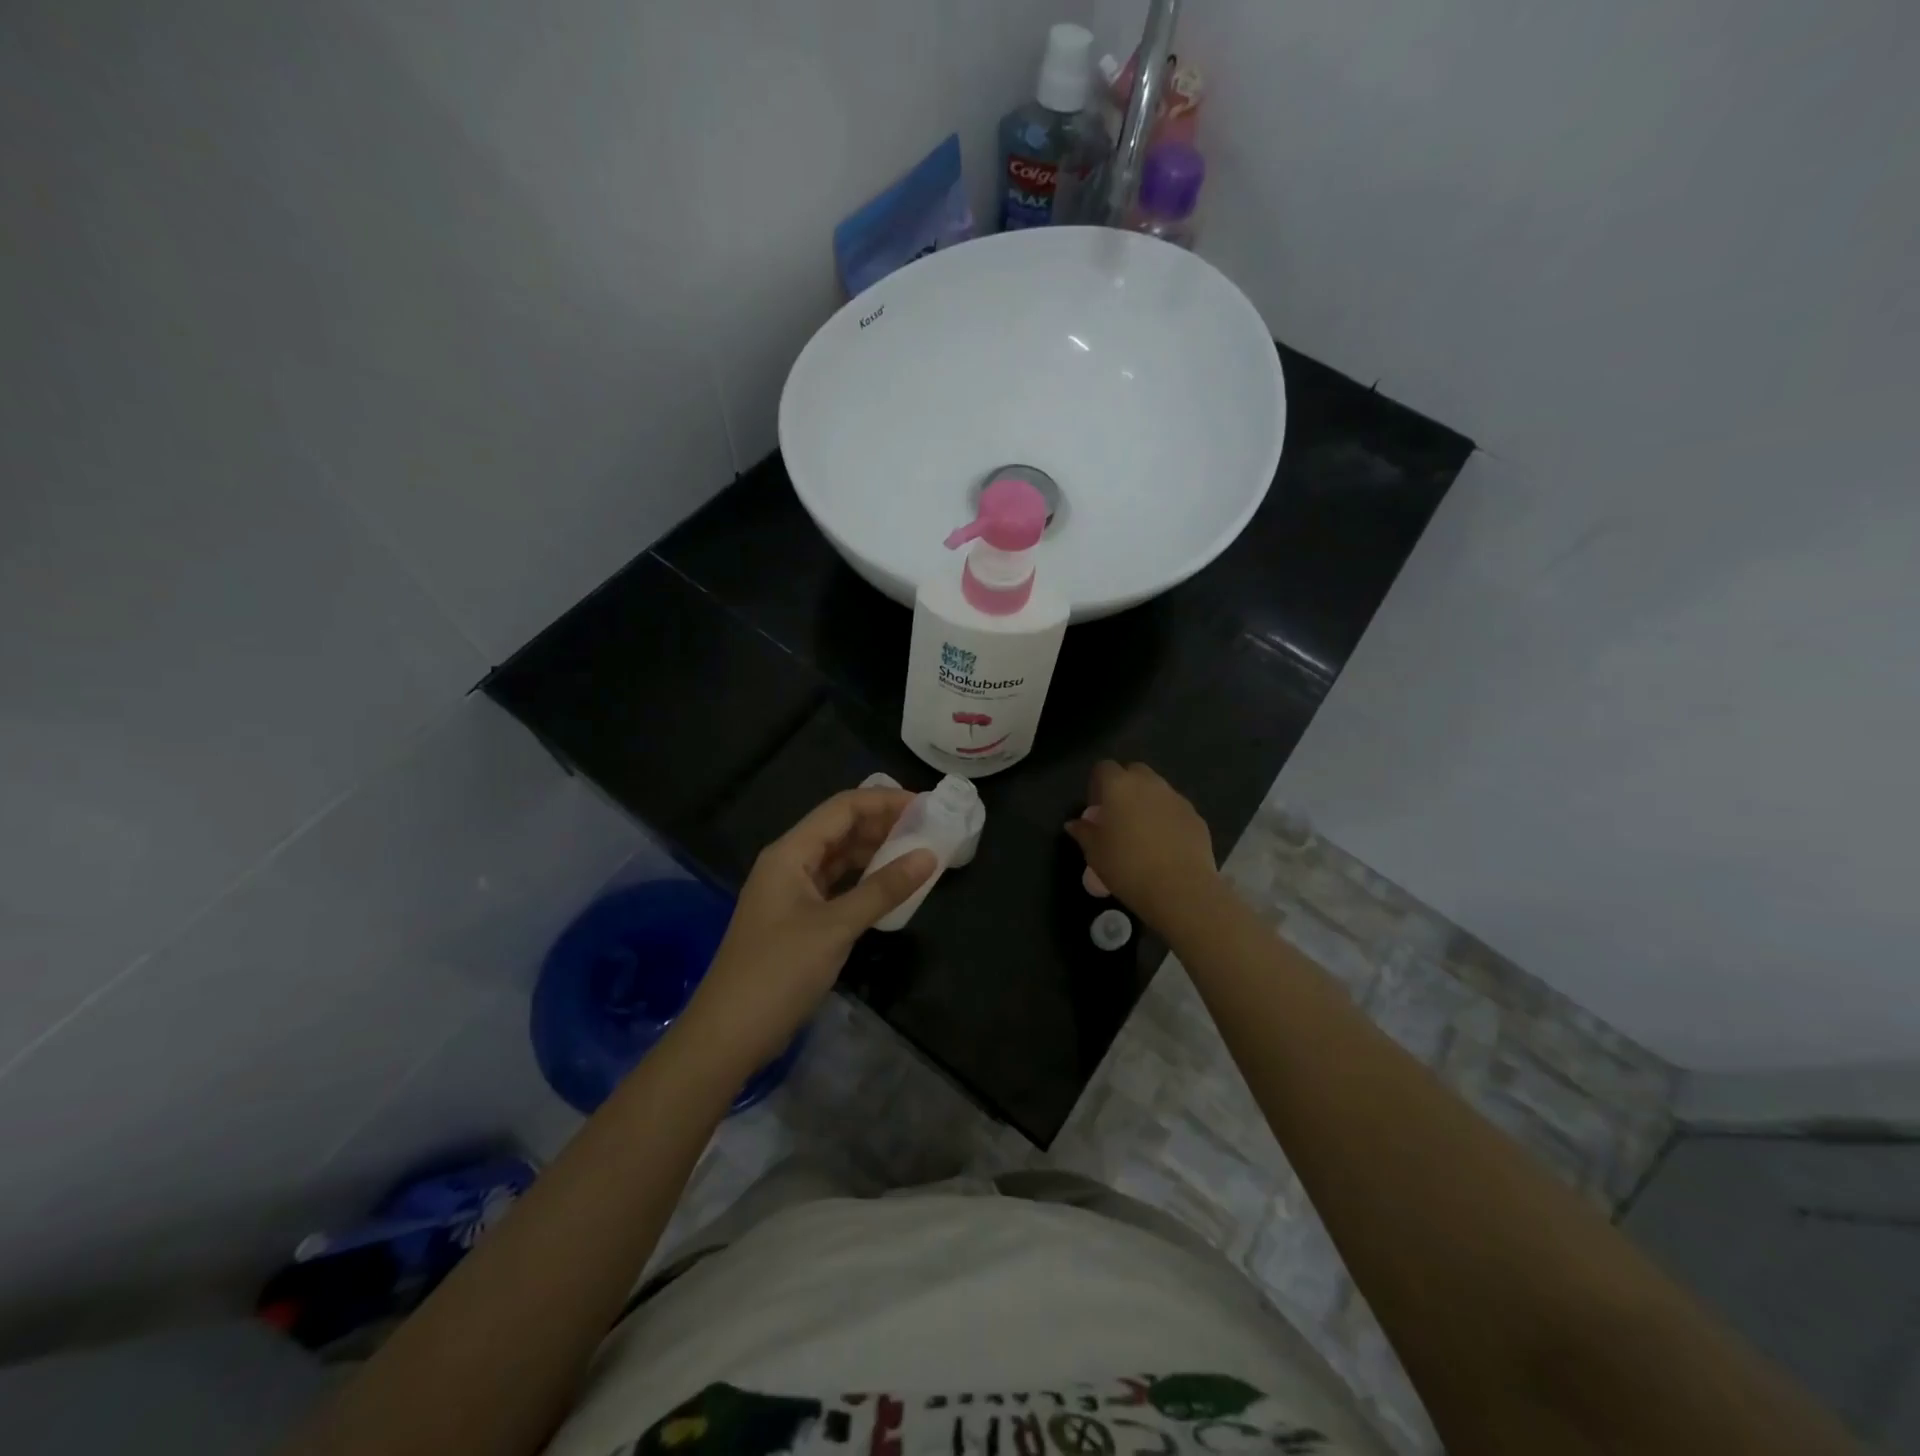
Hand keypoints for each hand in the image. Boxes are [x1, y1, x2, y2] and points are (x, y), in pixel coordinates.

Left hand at [680, 788, 935, 1066]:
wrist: (728, 1035)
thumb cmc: (778, 972)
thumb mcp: (836, 927)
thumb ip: (883, 889)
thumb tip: (928, 856)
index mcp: (790, 853)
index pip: (842, 808)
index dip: (884, 801)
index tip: (927, 805)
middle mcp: (789, 863)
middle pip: (841, 829)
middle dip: (883, 825)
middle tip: (930, 829)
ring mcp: (791, 892)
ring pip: (840, 858)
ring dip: (876, 853)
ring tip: (919, 853)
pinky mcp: (798, 919)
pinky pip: (837, 886)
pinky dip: (864, 882)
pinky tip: (892, 887)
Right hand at [1066, 760, 1218, 932]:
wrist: (1180, 889)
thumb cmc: (1127, 867)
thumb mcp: (1094, 853)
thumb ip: (1083, 832)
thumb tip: (1074, 824)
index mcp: (1119, 786)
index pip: (1104, 768)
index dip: (1097, 784)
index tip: (1096, 809)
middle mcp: (1149, 783)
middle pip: (1134, 772)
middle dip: (1125, 787)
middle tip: (1119, 816)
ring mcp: (1176, 798)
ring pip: (1158, 790)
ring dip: (1148, 802)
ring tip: (1143, 833)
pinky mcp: (1196, 816)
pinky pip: (1175, 810)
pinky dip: (1168, 819)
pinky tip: (1165, 845)